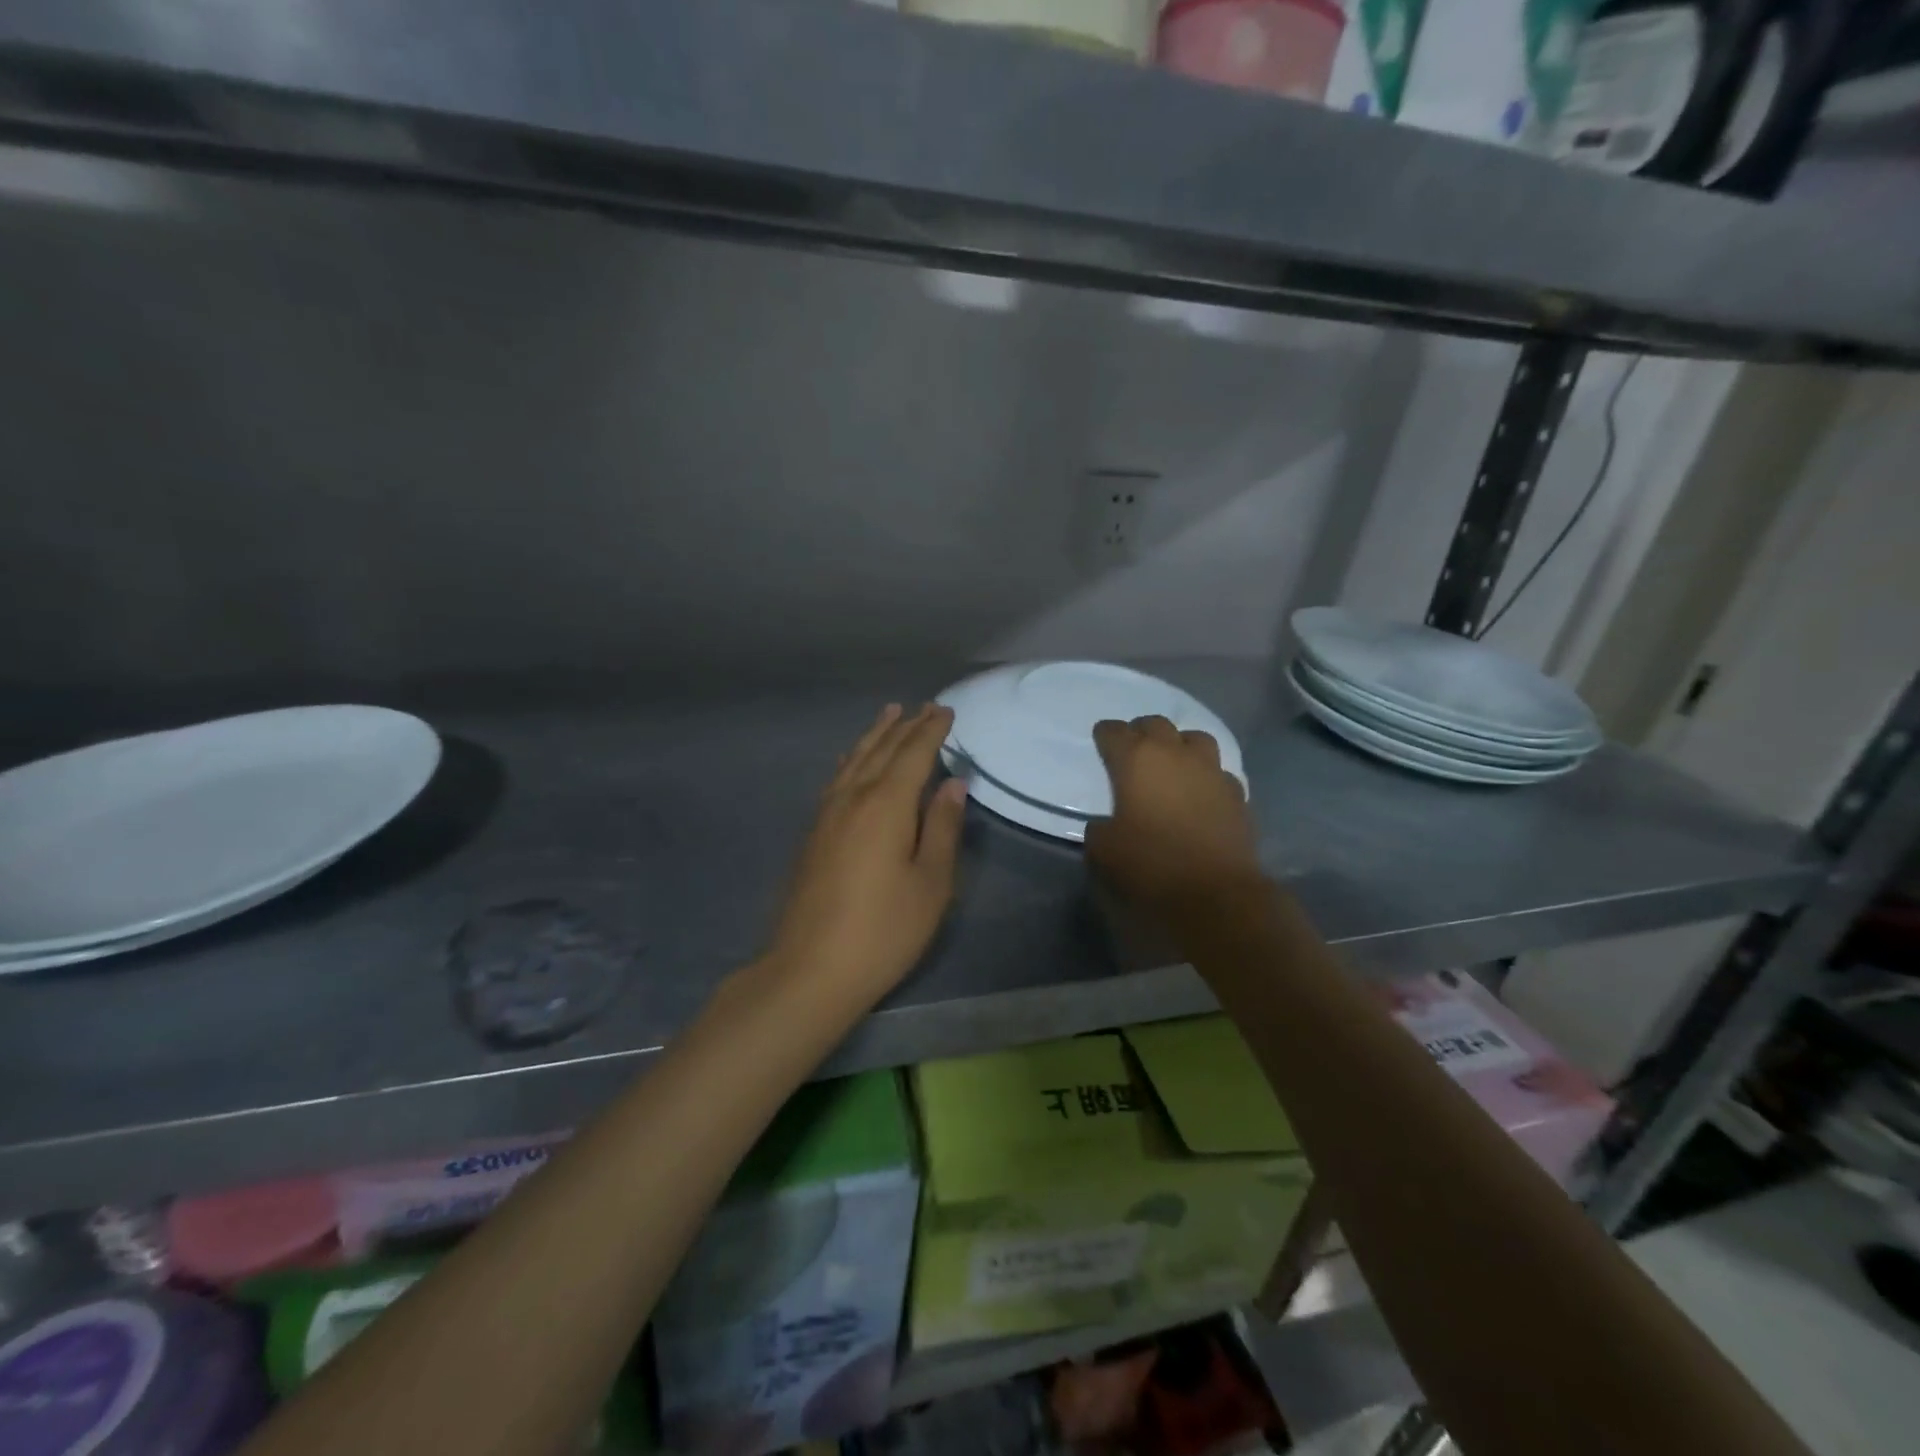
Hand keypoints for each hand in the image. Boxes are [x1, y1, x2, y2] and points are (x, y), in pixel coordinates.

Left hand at [763, 703, 967, 1007]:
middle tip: (923, 706)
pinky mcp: (813, 833)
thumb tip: (952, 784)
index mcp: (886, 804)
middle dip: (905, 726)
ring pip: (855, 759)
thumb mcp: (930, 883)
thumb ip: (941, 828)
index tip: (945, 710)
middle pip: (882, 750)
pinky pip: (837, 778)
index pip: (913, 754)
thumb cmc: (883, 929)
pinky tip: (852, 760)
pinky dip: (852, 759)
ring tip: (889, 713)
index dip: (931, 730)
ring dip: (875, 735)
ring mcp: (827, 814)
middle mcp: (853, 797)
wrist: (810, 968)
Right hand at [1085, 715, 1263, 912]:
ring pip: (1195, 738)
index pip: (1114, 732)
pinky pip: (1218, 772)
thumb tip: (1106, 824)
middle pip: (1156, 724)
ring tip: (1172, 764)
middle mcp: (1175, 754)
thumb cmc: (1151, 865)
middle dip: (1141, 733)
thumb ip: (1099, 828)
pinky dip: (1206, 777)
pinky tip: (1201, 794)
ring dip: (1179, 745)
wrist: (1216, 894)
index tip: (1101, 743)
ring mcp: (1211, 771)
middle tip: (1133, 752)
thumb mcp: (1103, 850)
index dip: (1104, 736)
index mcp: (1136, 760)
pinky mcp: (1237, 794)